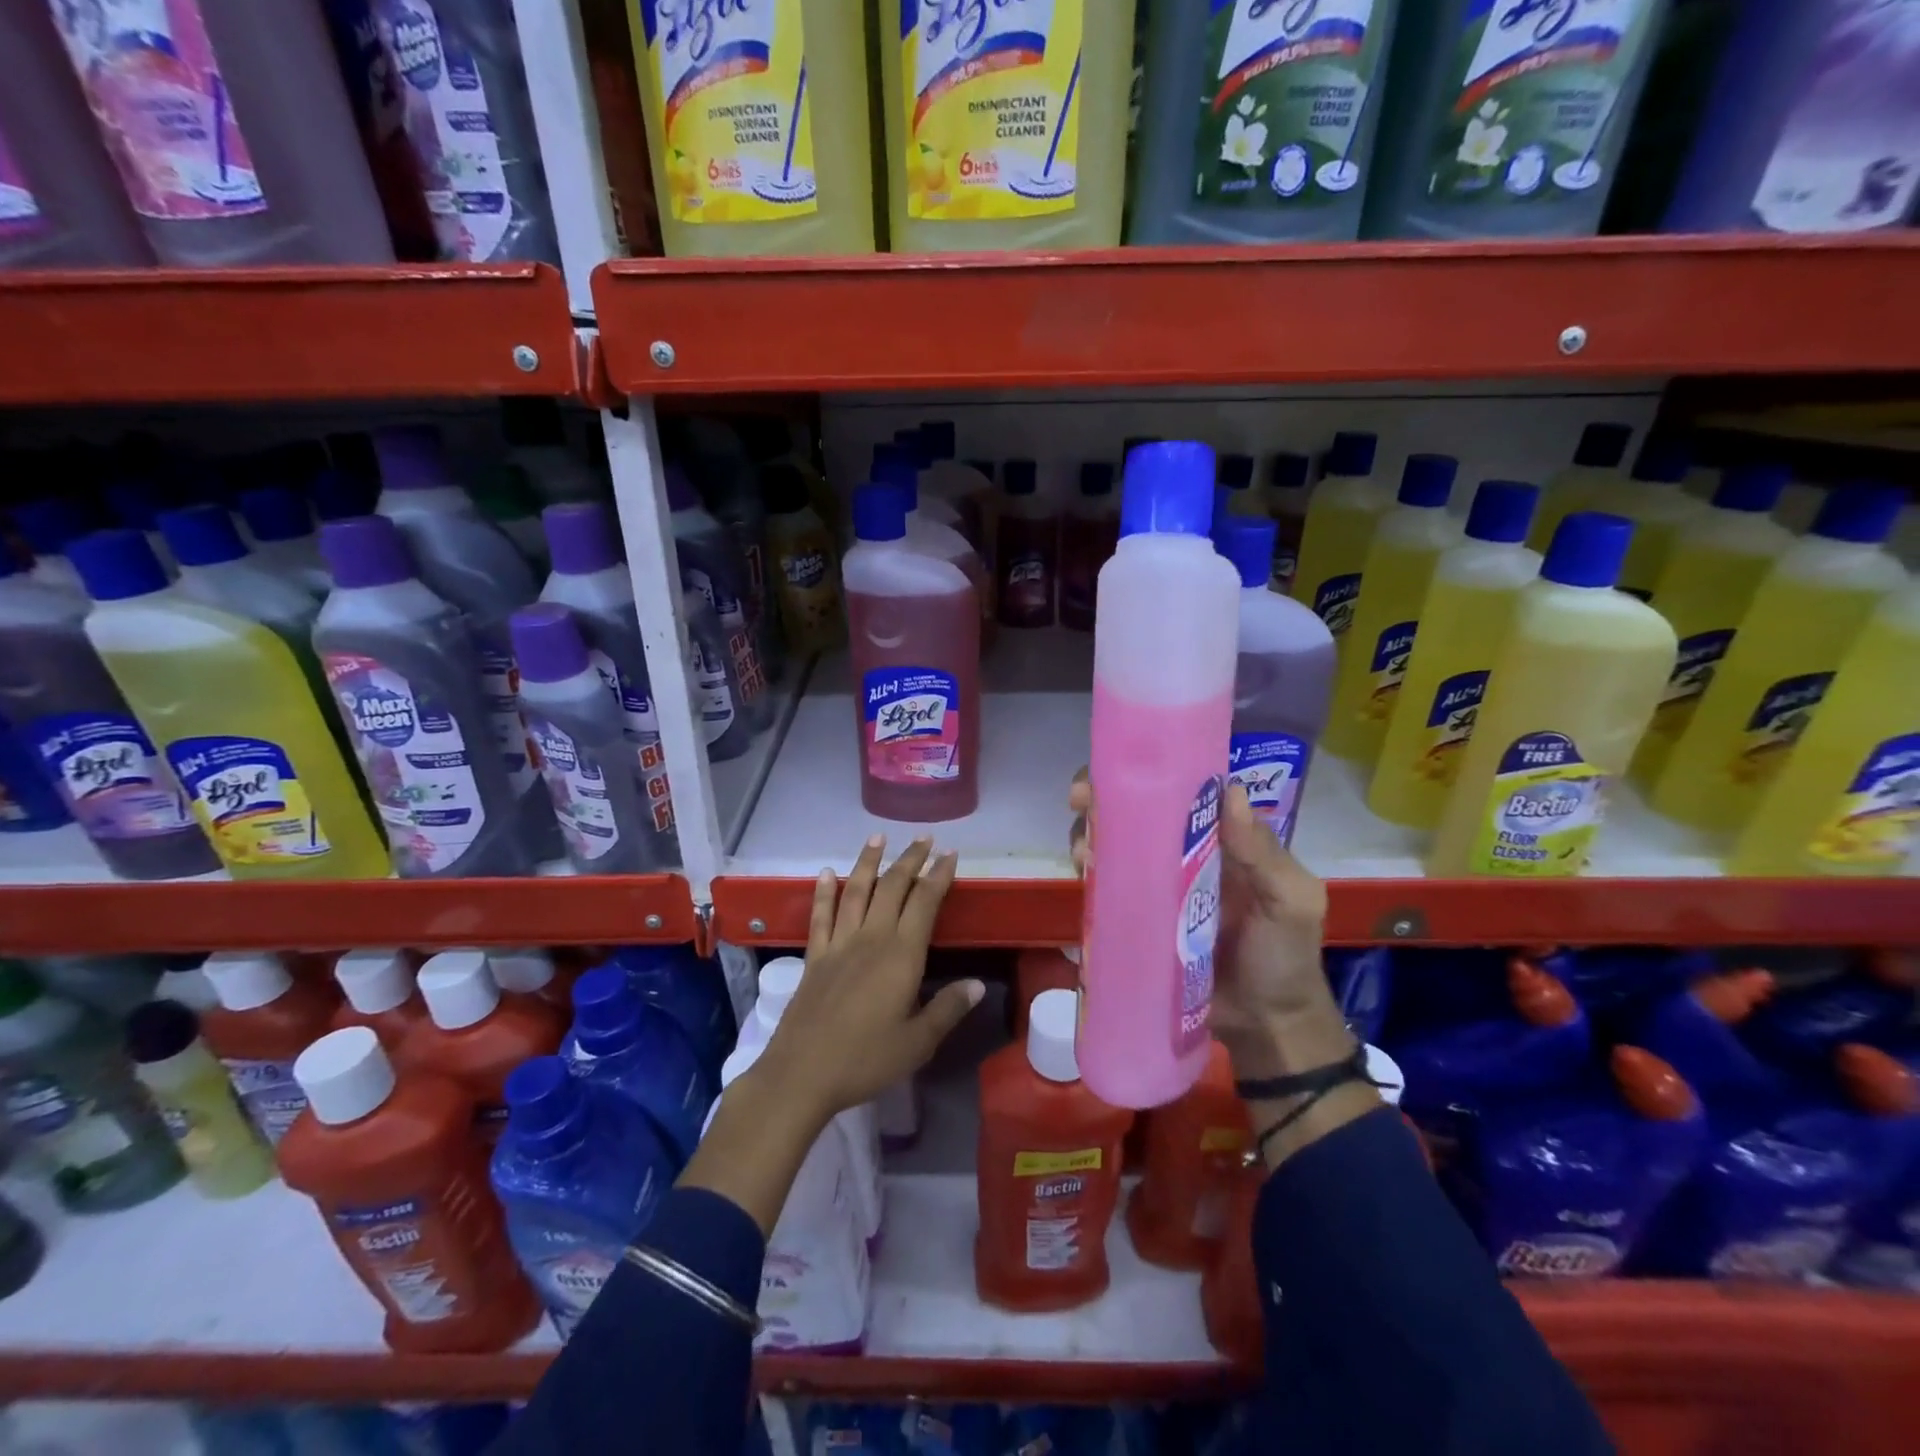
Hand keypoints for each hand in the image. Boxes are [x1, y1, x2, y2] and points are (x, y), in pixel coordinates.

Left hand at [750, 835, 982, 1124]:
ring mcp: (839, 944)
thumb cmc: (866, 1060)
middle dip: (910, 859)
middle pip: (892, 887)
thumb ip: (948, 1008)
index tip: (950, 854)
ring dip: (868, 862)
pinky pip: (821, 916)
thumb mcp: (918, 1042)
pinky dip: (824, 892)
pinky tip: (827, 873)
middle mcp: (871, 939)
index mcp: (901, 955)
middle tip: (924, 838)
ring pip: (856, 891)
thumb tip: (978, 984)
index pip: (924, 903)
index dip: (938, 875)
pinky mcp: (814, 957)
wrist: (802, 1074)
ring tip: (878, 838)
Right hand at [1069, 772, 1347, 1079]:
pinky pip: (1107, 888)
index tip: (1118, 770)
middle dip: (1102, 799)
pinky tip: (1080, 876)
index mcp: (1220, 838)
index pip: (1181, 789)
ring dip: (1090, 836)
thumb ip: (1265, 854)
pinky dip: (1089, 876)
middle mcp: (1182, 852)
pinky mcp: (1136, 918)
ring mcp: (1155, 885)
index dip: (1148, 773)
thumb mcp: (1291, 902)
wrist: (1265, 1025)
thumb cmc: (1284, 956)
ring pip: (1114, 845)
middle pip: (1135, 812)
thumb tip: (1230, 791)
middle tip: (1081, 803)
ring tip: (1083, 852)